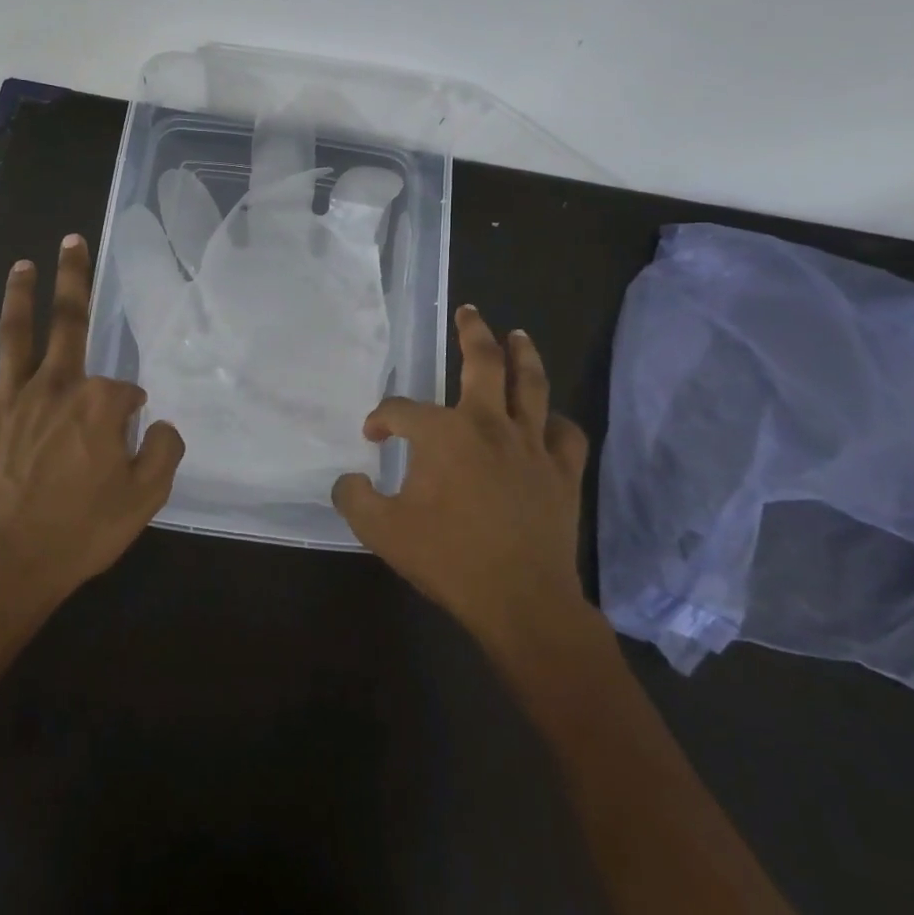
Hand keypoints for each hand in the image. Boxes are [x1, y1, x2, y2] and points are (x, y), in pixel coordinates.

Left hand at [0, 234, 184, 597]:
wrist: (6, 563)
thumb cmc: (80, 530)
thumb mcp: (145, 498)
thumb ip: (163, 452)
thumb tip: (160, 424)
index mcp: (98, 404)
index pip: (124, 389)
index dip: (132, 408)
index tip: (131, 432)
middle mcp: (55, 386)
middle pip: (68, 322)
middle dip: (73, 279)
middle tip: (71, 241)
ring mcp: (9, 399)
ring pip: (15, 335)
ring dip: (19, 296)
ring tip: (23, 264)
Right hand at [332, 305, 597, 655]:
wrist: (522, 602)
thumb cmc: (449, 560)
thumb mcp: (382, 531)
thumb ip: (354, 499)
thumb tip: (348, 480)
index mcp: (443, 434)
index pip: (402, 411)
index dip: (382, 419)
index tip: (374, 435)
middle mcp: (489, 425)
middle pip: (483, 363)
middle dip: (473, 333)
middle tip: (468, 312)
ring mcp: (532, 445)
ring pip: (532, 385)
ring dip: (523, 355)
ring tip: (517, 335)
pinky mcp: (562, 471)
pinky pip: (565, 433)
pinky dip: (556, 421)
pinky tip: (548, 420)